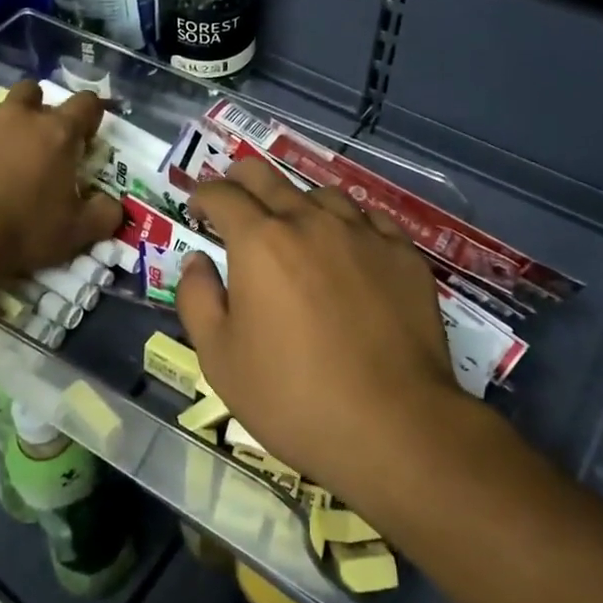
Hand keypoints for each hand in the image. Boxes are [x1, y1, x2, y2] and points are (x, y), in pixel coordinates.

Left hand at [0, 81, 121, 284]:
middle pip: (32, 93)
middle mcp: (16, 114)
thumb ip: (103, 215)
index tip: (84, 132)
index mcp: (56, 133)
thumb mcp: (75, 234)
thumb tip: (114, 206)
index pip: (86, 104)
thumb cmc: (20, 232)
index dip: (88, 114)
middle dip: (32, 111)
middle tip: (27, 145)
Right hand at [175, 156, 458, 510]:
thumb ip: (198, 298)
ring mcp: (363, 233)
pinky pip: (369, 219)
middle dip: (240, 180)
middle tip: (234, 200)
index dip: (202, 197)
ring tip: (294, 229)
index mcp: (260, 241)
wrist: (394, 425)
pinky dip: (348, 224)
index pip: (222, 194)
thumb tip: (198, 260)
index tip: (198, 211)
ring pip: (322, 194)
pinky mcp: (403, 254)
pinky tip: (349, 249)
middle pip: (267, 176)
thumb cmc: (293, 396)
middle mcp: (310, 221)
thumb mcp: (220, 358)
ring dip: (297, 203)